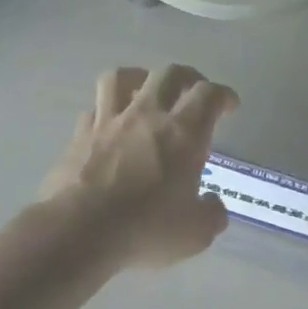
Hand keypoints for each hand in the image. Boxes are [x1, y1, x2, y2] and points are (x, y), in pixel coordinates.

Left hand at [40, 66, 239, 270]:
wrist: (79, 230)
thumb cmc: (145, 229)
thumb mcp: (195, 233)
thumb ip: (211, 214)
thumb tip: (212, 204)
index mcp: (183, 134)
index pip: (208, 95)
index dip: (223, 95)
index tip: (229, 106)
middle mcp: (146, 116)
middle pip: (169, 74)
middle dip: (188, 77)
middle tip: (194, 91)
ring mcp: (108, 122)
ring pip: (121, 78)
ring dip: (139, 78)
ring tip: (145, 90)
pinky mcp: (78, 136)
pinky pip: (93, 109)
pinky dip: (105, 111)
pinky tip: (109, 125)